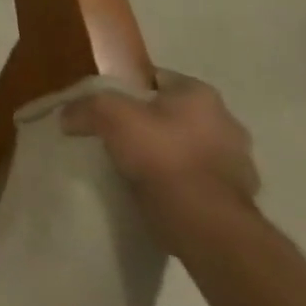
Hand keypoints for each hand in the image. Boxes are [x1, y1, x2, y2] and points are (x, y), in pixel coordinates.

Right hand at [62, 69, 259, 239]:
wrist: (206, 226)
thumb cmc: (161, 154)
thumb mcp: (107, 115)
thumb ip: (84, 106)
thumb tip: (65, 116)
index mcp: (201, 94)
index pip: (157, 79)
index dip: (129, 89)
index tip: (108, 107)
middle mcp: (227, 123)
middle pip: (175, 115)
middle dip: (152, 124)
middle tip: (121, 137)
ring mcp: (240, 166)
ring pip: (189, 150)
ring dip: (169, 156)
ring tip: (137, 169)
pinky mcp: (240, 202)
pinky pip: (199, 182)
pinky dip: (181, 185)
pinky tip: (158, 194)